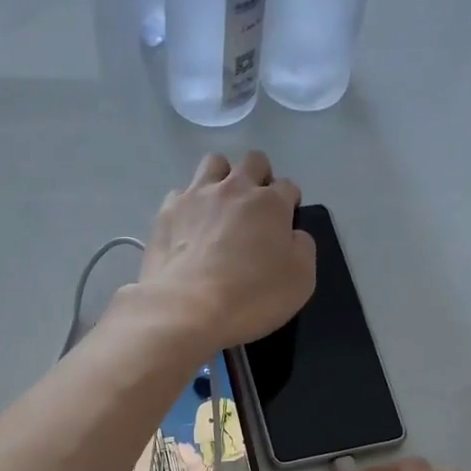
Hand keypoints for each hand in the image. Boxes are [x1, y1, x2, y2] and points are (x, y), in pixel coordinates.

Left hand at [137, 152, 315, 350]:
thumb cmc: (251, 297)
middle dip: (260, 177)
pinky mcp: (167, 212)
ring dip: (223, 177)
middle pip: (253, 162)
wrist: (187, 309)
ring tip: (221, 206)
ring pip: (214, 163)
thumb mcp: (301, 280)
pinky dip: (189, 203)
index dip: (290, 202)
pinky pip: (181, 193)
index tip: (286, 222)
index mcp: (270, 203)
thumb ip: (303, 248)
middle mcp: (234, 188)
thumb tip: (294, 235)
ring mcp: (196, 196)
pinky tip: (189, 226)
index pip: (288, 186)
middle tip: (256, 208)